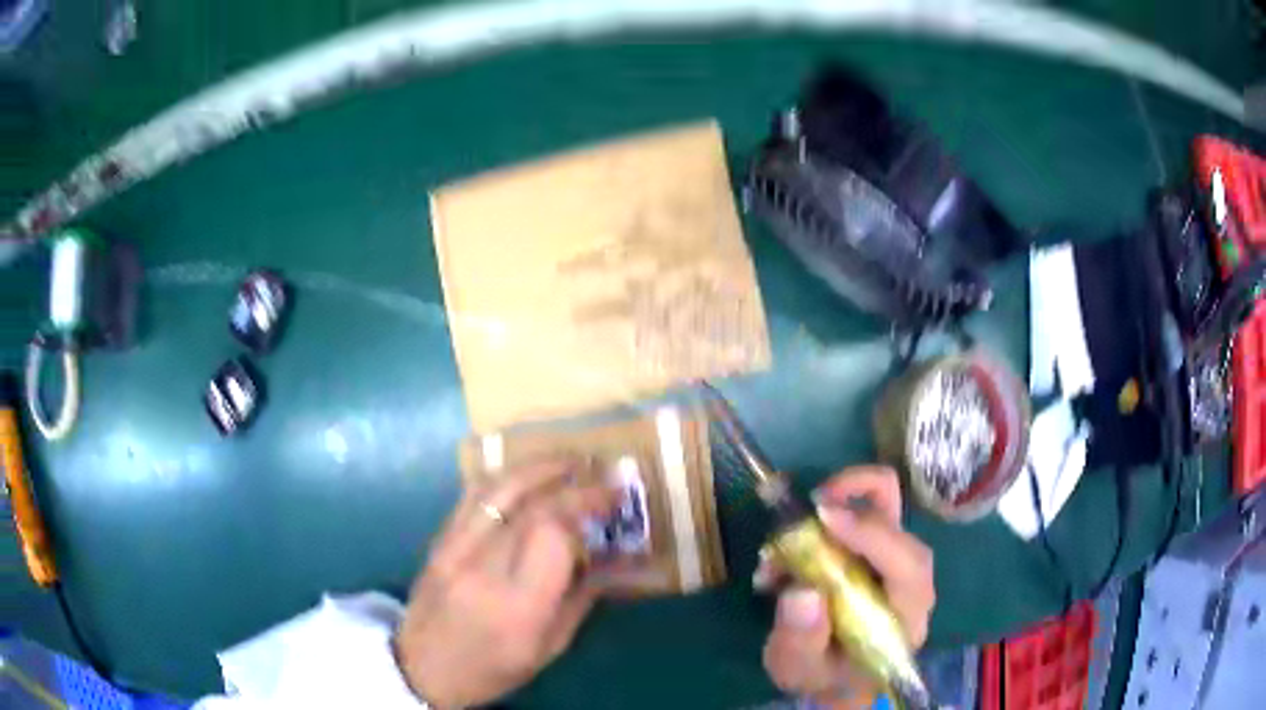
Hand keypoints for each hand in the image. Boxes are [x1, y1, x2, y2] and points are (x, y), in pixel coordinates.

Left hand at [395, 458, 614, 708]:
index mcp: (518, 604)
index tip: (613, 500)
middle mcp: (483, 568)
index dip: (586, 508)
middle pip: (529, 505)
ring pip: (497, 489)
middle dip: (572, 482)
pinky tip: (526, 475)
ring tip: (568, 461)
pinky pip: (472, 496)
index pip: (553, 535)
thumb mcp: (549, 647)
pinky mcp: (438, 539)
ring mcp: (454, 548)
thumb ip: (581, 597)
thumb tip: (610, 555)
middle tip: (601, 474)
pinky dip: (504, 478)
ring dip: (537, 468)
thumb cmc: (494, 668)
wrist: (422, 668)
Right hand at [756, 466, 934, 709]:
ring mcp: (895, 560)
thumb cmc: (825, 677)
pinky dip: (832, 510)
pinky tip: (791, 546)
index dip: (873, 535)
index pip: (908, 565)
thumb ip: (802, 640)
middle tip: (805, 511)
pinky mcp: (877, 550)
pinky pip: (865, 511)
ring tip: (791, 528)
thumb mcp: (802, 670)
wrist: (839, 678)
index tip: (824, 518)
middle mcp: (909, 580)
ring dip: (842, 499)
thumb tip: (802, 592)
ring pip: (886, 505)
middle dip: (854, 501)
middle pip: (898, 523)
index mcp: (905, 615)